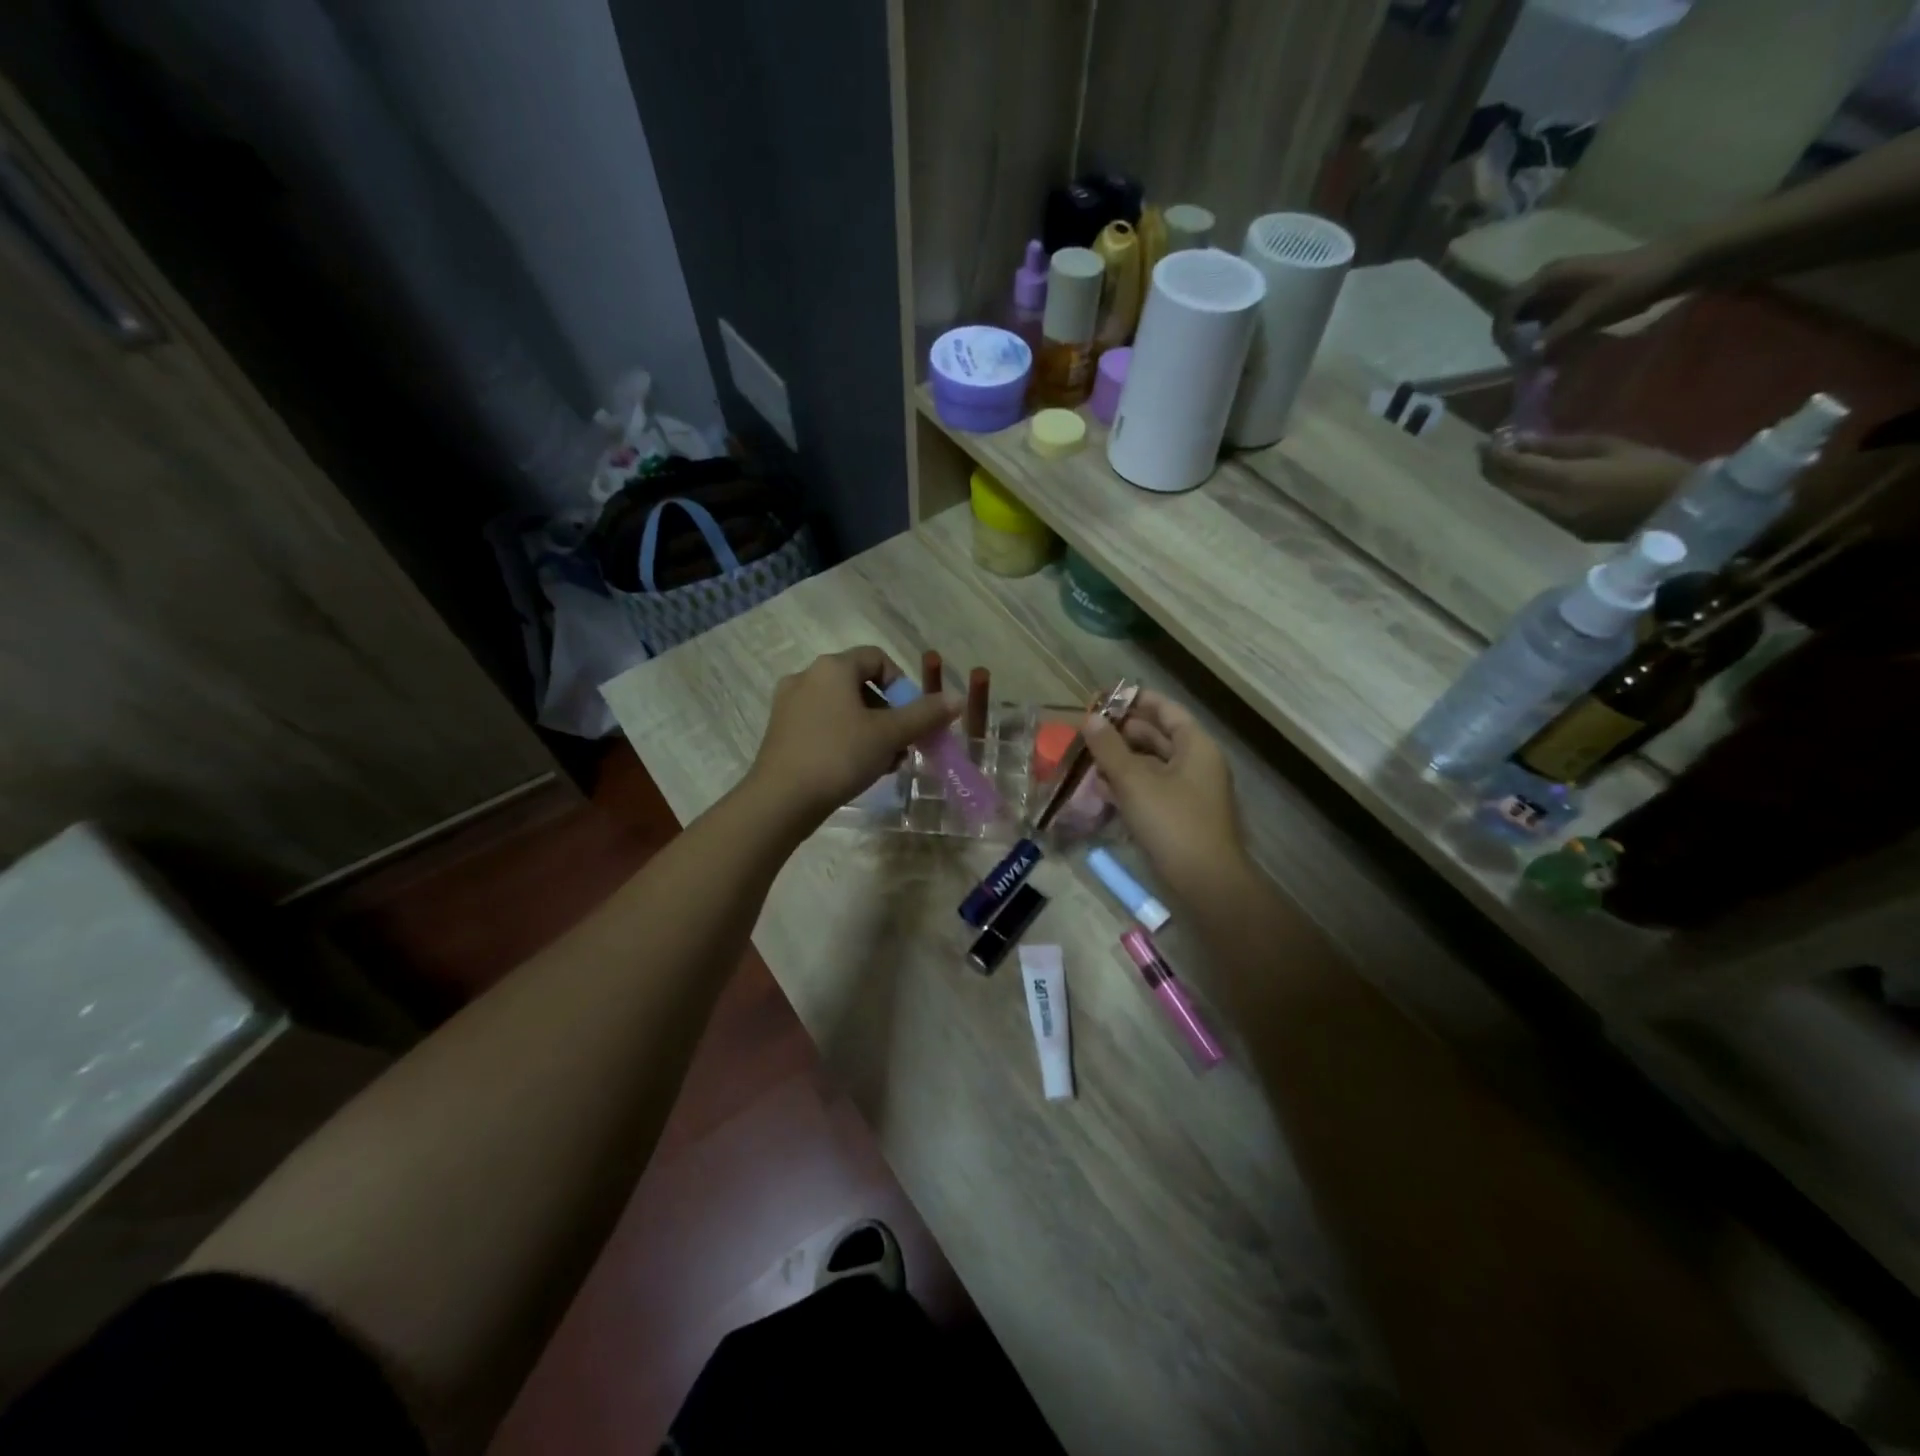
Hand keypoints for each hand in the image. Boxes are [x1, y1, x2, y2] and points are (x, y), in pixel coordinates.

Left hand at [745, 647, 956, 827]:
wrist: (780, 800)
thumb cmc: (839, 756)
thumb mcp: (889, 735)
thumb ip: (925, 715)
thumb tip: (956, 698)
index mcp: (832, 667)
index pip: (877, 658)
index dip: (903, 684)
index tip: (913, 715)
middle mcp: (807, 677)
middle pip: (860, 684)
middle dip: (889, 713)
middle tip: (903, 743)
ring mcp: (789, 705)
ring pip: (842, 708)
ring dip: (870, 729)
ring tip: (884, 761)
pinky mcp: (781, 732)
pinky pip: (823, 725)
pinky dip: (845, 739)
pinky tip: (857, 768)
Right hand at [1082, 691, 1251, 907]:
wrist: (1205, 881)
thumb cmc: (1172, 822)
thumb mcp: (1135, 781)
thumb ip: (1109, 748)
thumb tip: (1090, 719)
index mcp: (1195, 746)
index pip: (1166, 710)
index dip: (1135, 700)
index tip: (1103, 697)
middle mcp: (1196, 763)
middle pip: (1158, 736)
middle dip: (1122, 732)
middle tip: (1087, 729)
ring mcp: (1189, 792)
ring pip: (1151, 764)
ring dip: (1121, 760)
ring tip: (1087, 757)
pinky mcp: (1179, 816)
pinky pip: (1151, 789)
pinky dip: (1128, 785)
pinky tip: (1101, 789)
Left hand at [1480, 433, 1690, 540]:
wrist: (1677, 510)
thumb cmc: (1651, 468)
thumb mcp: (1608, 446)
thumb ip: (1560, 446)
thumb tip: (1522, 440)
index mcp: (1564, 480)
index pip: (1515, 467)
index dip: (1497, 453)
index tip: (1487, 440)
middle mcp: (1550, 504)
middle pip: (1507, 486)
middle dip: (1492, 467)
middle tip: (1486, 450)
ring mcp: (1553, 521)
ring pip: (1515, 499)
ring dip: (1503, 481)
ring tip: (1499, 462)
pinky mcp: (1561, 530)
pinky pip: (1531, 508)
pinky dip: (1520, 492)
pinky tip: (1521, 480)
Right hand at [1494, 244, 1685, 358]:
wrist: (1673, 265)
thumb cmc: (1633, 283)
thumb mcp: (1593, 310)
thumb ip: (1559, 331)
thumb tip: (1528, 354)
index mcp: (1548, 277)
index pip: (1508, 306)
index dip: (1501, 331)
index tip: (1508, 353)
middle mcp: (1548, 278)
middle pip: (1513, 311)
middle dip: (1511, 336)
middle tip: (1519, 358)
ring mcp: (1559, 285)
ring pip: (1527, 315)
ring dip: (1525, 336)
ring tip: (1534, 356)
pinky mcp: (1571, 293)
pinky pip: (1543, 315)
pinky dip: (1541, 332)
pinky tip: (1550, 346)